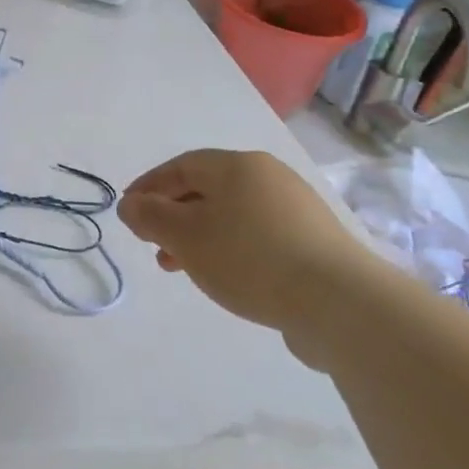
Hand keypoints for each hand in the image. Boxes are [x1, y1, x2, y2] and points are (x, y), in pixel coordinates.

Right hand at [118, 149, 386, 334]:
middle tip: (153, 245)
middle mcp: (268, 176)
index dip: (149, 187)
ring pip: (232, 214)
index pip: (181, 166)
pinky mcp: (314, 241)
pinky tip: (227, 276)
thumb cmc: (250, 258)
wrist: (340, 303)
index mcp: (237, 166)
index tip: (128, 213)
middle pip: (207, 189)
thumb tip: (129, 204)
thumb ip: (150, 216)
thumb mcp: (185, 236)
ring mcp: (296, 208)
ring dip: (199, 236)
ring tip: (182, 269)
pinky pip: (258, 235)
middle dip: (173, 216)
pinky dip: (231, 248)